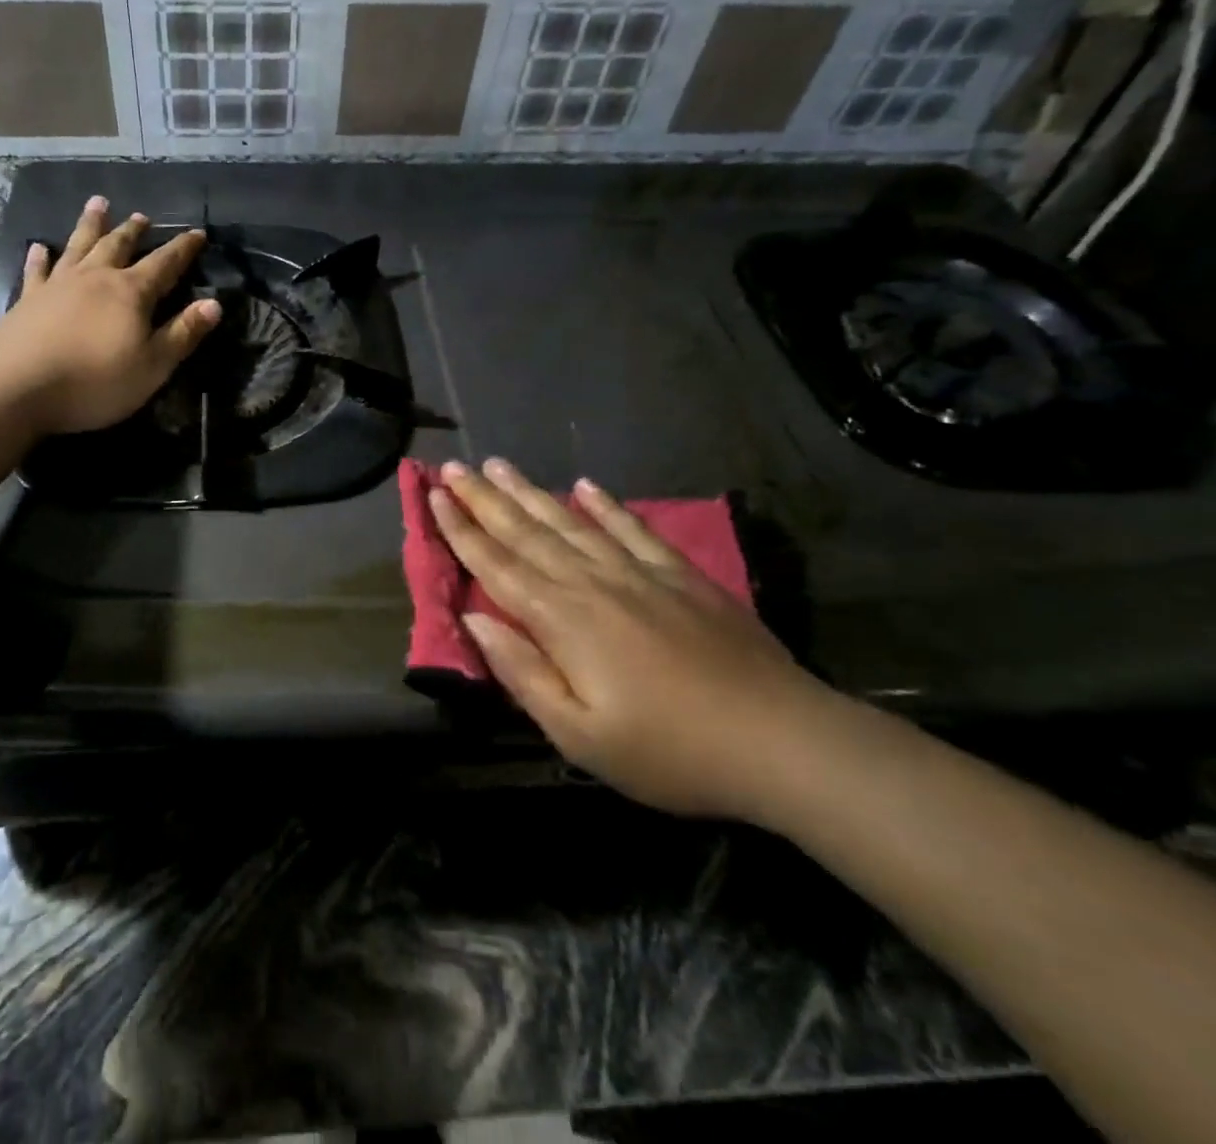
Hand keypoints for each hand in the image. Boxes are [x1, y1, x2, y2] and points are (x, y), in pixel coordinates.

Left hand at [0, 196, 221, 434]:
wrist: (16, 385)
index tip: (197, 233)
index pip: (165, 264)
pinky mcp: (27, 300)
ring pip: (79, 246)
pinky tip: (38, 247)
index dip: (183, 249)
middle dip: (133, 231)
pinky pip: (37, 271)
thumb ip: (182, 334)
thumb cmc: (95, 381)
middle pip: (118, 247)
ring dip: (90, 225)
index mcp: (131, 293)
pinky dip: (39, 257)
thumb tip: (214, 304)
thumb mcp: (152, 366)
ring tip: (97, 204)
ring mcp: (58, 286)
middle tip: (141, 216)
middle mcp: (95, 279)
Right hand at [429, 458, 832, 821]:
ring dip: (530, 492)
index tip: (434, 497)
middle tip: (453, 466)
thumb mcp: (580, 735)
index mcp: (562, 620)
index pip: (497, 565)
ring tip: (499, 465)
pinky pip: (632, 529)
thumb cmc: (668, 750)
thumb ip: (523, 673)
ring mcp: (638, 573)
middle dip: (484, 498)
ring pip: (570, 522)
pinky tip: (586, 486)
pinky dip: (606, 506)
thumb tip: (475, 622)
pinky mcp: (680, 575)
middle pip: (526, 532)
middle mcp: (592, 582)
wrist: (781, 740)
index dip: (461, 531)